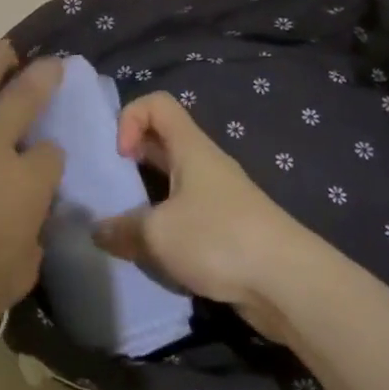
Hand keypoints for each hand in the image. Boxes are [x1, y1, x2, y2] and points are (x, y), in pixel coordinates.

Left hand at [0, 38, 64, 365]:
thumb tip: (28, 230)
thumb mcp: (4, 290)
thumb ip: (25, 252)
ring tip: (4, 48)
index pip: (50, 158)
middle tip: (51, 65)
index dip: (50, 161)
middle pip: (24, 98)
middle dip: (42, 79)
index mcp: (22, 183)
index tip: (44, 168)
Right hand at [93, 91, 308, 338]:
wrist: (290, 285)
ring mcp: (219, 198)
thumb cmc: (219, 239)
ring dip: (148, 200)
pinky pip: (187, 217)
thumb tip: (97, 231)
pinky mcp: (228, 232)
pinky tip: (157, 256)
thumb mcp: (158, 234)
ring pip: (173, 184)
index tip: (120, 156)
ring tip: (127, 228)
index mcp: (190, 148)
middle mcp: (205, 165)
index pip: (157, 104)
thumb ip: (121, 230)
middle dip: (132, 160)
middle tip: (111, 189)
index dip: (130, 118)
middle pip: (162, 142)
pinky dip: (168, 230)